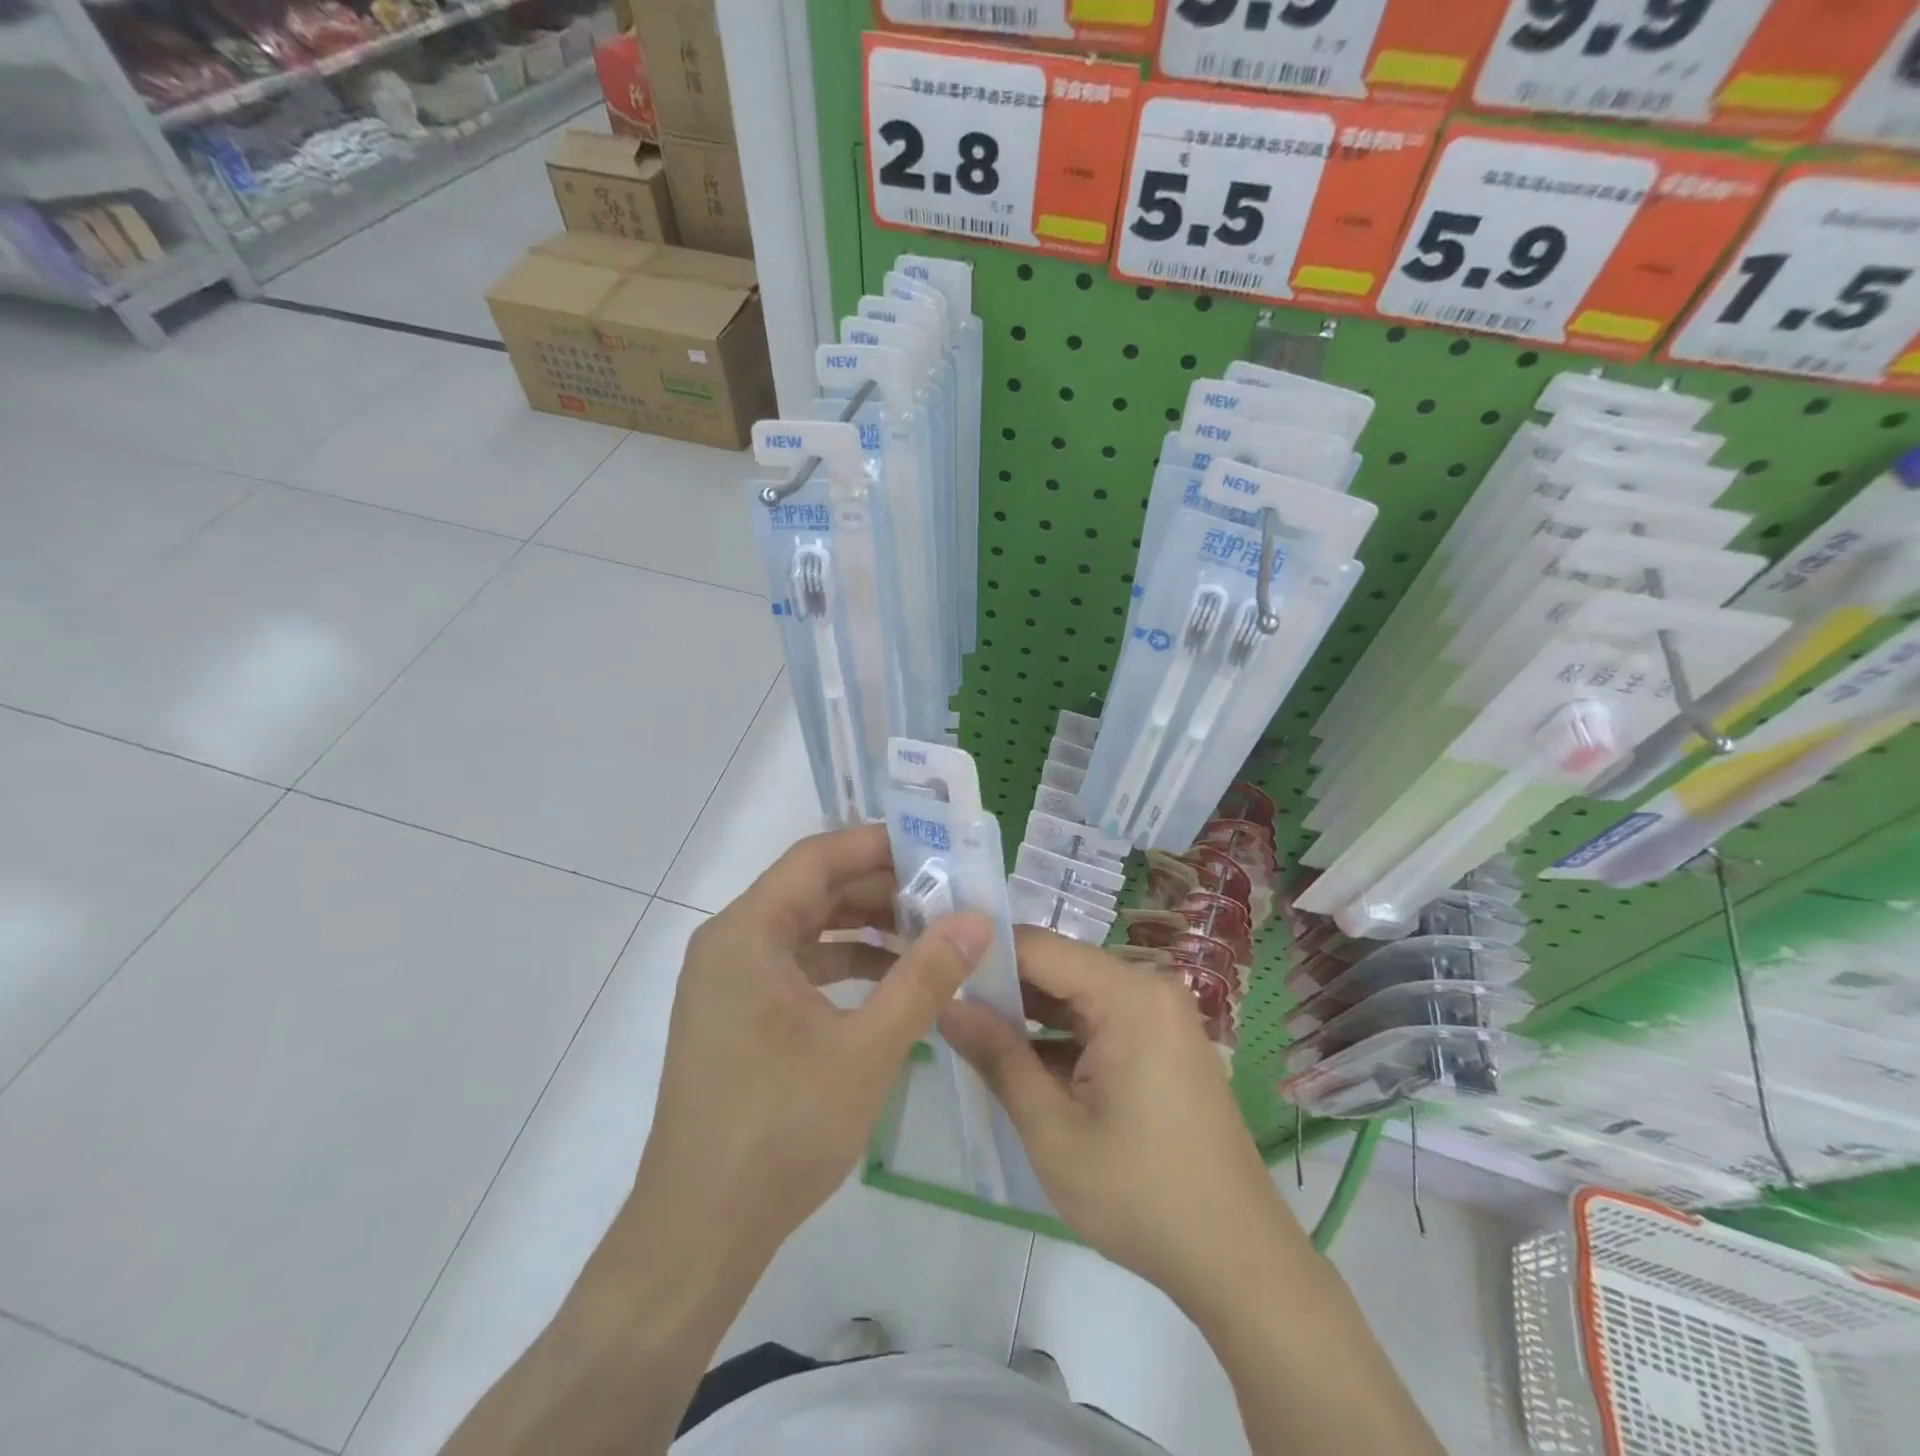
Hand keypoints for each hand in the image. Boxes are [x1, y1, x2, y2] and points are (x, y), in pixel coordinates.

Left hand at [635, 824, 991, 1259]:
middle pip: (813, 890)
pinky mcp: (740, 1015)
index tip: (935, 846)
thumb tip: (977, 919)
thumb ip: (924, 977)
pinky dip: (846, 964)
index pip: (816, 858)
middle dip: (880, 888)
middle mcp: (732, 944)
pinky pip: (799, 967)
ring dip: (867, 927)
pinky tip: (893, 981)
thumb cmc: (780, 1131)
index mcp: (747, 934)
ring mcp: (732, 982)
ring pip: (808, 929)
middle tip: (946, 892)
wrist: (699, 1233)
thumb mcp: (867, 1049)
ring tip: (931, 934)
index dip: (876, 844)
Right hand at [940, 928, 1305, 1312]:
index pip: (1038, 948)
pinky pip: (1100, 1022)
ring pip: (1076, 996)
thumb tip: (947, 1005)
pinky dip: (1061, 1039)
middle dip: (1003, 988)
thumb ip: (997, 1058)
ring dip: (1029, 1016)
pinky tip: (1020, 1063)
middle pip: (1058, 968)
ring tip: (969, 1032)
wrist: (1237, 1261)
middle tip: (944, 1006)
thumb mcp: (1052, 1130)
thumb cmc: (1140, 1193)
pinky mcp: (1163, 1044)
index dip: (983, 955)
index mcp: (1128, 994)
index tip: (936, 970)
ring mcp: (1160, 1017)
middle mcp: (1148, 989)